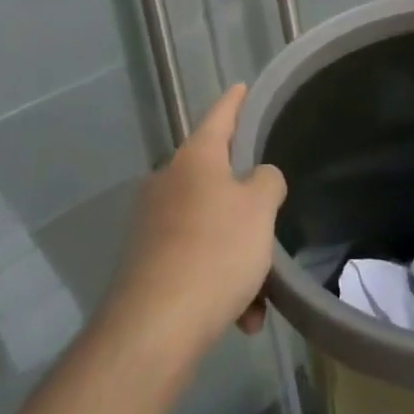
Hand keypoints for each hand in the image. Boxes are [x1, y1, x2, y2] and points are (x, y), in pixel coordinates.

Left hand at [107, 85, 286, 358]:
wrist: (154, 327)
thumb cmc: (215, 251)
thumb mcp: (260, 209)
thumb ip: (267, 182)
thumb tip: (258, 178)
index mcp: (195, 158)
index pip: (219, 115)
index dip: (234, 101)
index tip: (241, 86)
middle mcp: (168, 181)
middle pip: (214, 178)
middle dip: (244, 204)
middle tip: (268, 220)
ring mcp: (152, 223)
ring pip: (208, 227)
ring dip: (237, 256)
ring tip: (260, 298)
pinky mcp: (146, 264)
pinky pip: (194, 261)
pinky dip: (218, 283)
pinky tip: (240, 318)